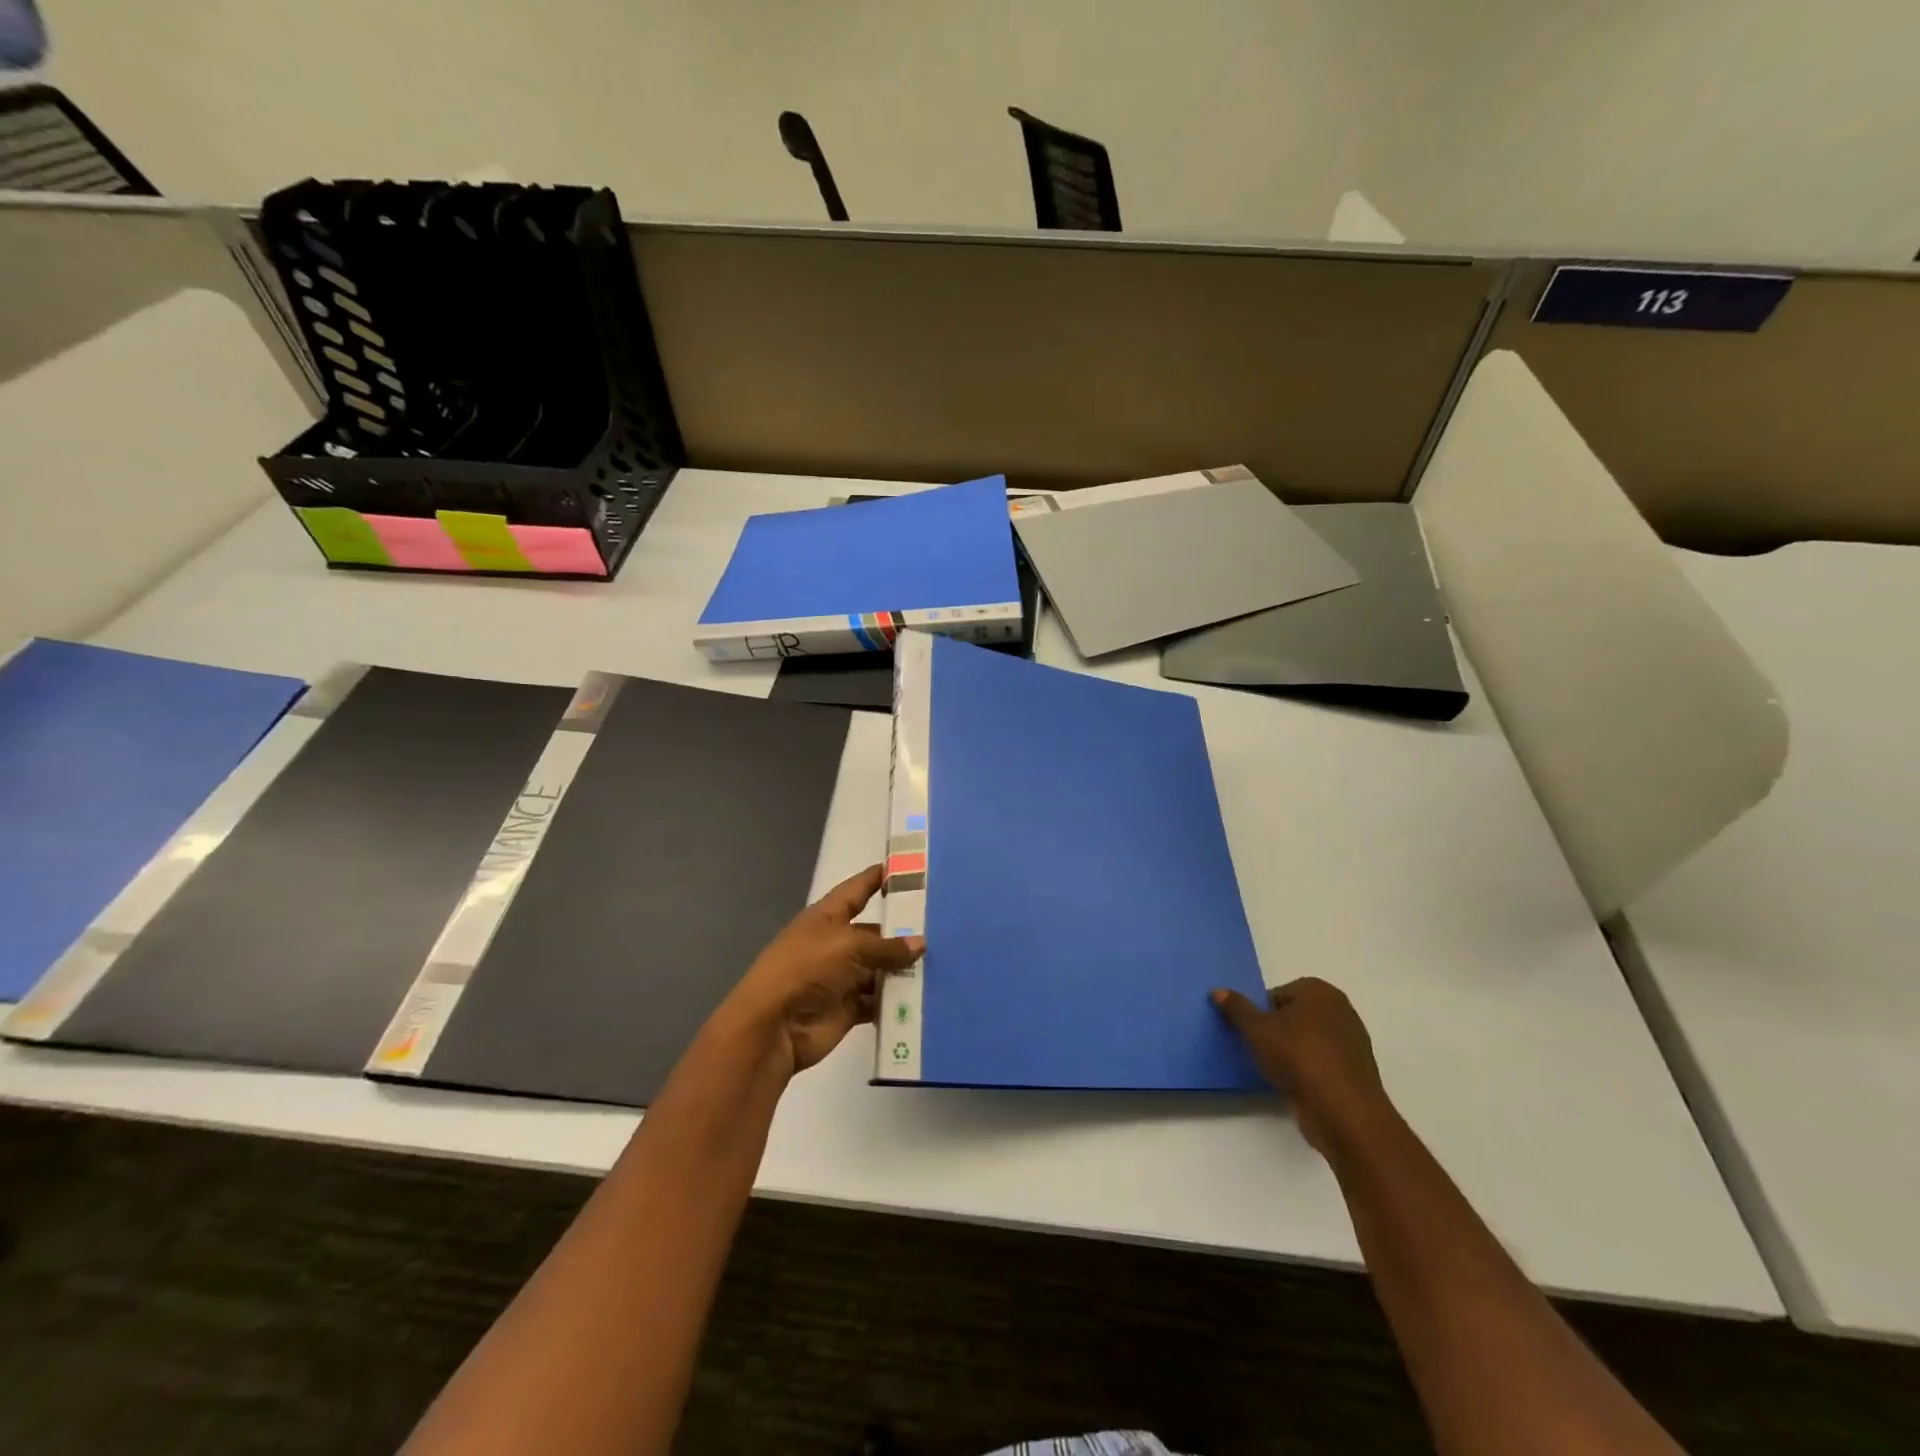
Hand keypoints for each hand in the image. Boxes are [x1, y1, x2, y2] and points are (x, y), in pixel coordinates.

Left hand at [723, 864, 924, 1076]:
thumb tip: (920, 943)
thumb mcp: (849, 947)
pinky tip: (926, 996)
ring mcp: (841, 978)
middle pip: (874, 933)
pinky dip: (897, 1000)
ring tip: (944, 962)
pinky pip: (878, 1000)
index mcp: (826, 918)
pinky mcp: (848, 1008)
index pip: (856, 890)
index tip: (906, 868)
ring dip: (904, 968)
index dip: (877, 878)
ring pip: (880, 968)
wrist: (773, 1027)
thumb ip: (887, 947)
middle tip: (943, 927)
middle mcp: (834, 944)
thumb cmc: (806, 969)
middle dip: (903, 931)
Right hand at [1211, 978, 1389, 1155]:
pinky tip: (1294, 1085)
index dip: (1260, 1013)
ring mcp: (1352, 1042)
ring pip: (1308, 1041)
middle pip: (1294, 1016)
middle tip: (1259, 1050)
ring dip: (1291, 1052)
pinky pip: (1321, 1063)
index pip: (1278, 994)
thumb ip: (1237, 1008)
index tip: (1251, 1033)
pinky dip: (1307, 1071)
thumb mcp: (1256, 1029)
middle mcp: (1340, 1010)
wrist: (1343, 1112)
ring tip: (1275, 1070)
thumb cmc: (1298, 1057)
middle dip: (1277, 1031)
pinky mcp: (1355, 1072)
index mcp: (1319, 991)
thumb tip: (1218, 991)